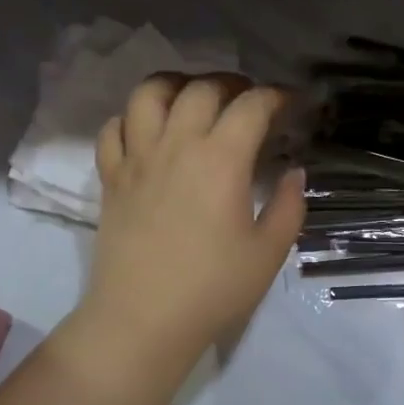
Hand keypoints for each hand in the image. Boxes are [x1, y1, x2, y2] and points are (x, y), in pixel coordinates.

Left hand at [79, 73, 304, 360]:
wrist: (142, 320)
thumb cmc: (213, 289)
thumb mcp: (269, 253)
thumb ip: (288, 206)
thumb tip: (293, 172)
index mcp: (221, 160)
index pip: (252, 106)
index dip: (277, 97)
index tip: (292, 105)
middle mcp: (176, 145)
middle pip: (202, 88)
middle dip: (232, 83)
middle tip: (248, 100)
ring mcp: (137, 158)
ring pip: (148, 94)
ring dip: (176, 85)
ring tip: (193, 98)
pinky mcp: (111, 178)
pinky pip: (114, 128)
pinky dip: (132, 118)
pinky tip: (148, 132)